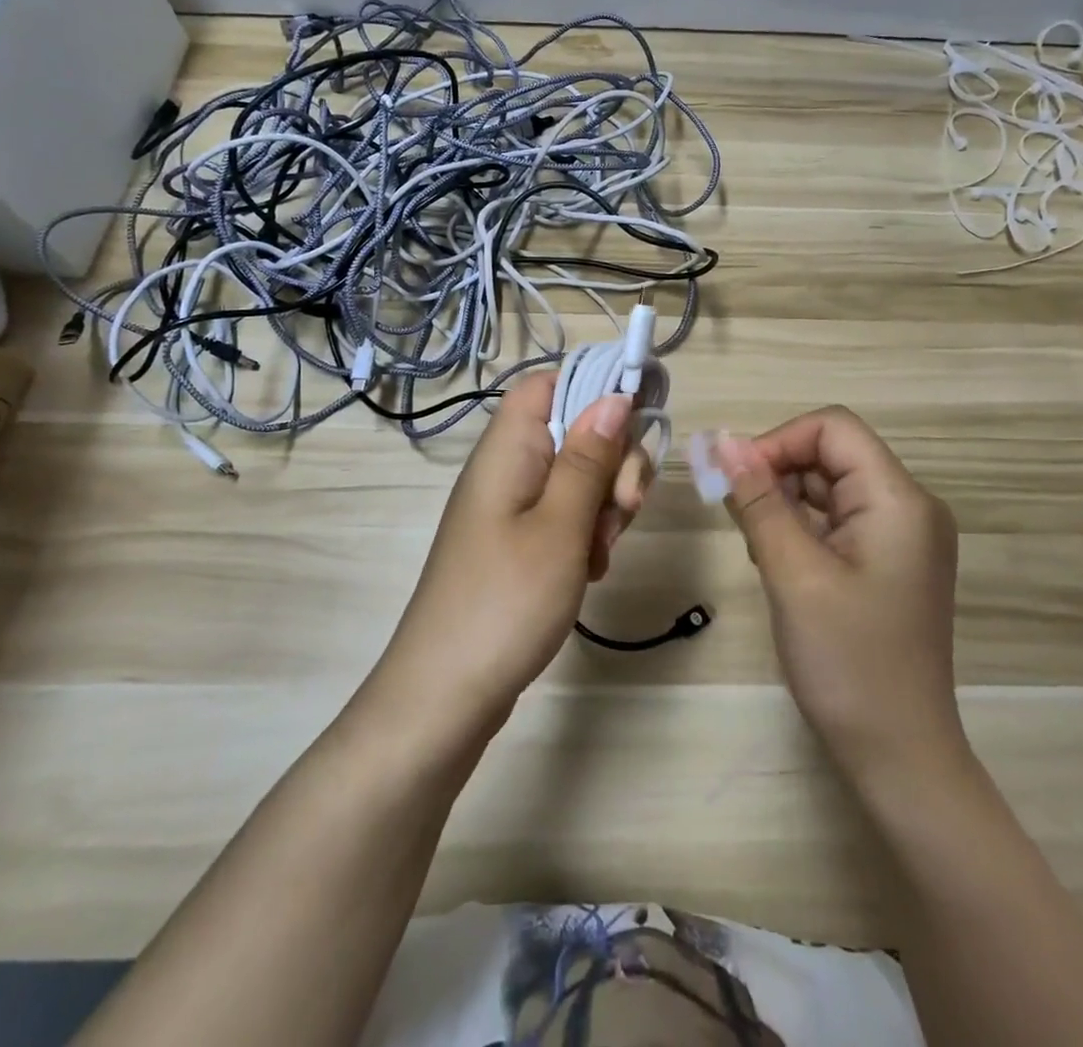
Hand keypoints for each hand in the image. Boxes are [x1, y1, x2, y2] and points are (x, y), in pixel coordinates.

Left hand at [373, 372, 652, 735]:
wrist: (446, 698)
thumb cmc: (504, 603)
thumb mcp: (560, 526)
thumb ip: (589, 459)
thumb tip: (615, 396)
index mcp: (508, 450)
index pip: (547, 384)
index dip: (593, 388)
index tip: (636, 421)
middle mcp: (508, 469)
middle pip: (575, 431)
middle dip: (613, 462)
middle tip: (623, 508)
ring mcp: (513, 509)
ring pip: (579, 477)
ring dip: (606, 504)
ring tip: (600, 552)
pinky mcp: (520, 543)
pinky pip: (567, 516)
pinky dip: (589, 534)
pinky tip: (591, 571)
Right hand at [713, 408, 966, 787]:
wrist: (900, 757)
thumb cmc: (848, 662)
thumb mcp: (793, 573)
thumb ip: (759, 501)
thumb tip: (723, 441)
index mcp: (899, 499)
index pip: (833, 427)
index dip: (779, 441)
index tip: (736, 480)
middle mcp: (909, 507)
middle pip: (832, 454)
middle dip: (778, 474)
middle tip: (740, 521)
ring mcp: (903, 537)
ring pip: (831, 487)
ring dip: (786, 503)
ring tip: (760, 551)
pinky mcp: (890, 563)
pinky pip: (839, 521)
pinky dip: (803, 529)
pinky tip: (780, 564)